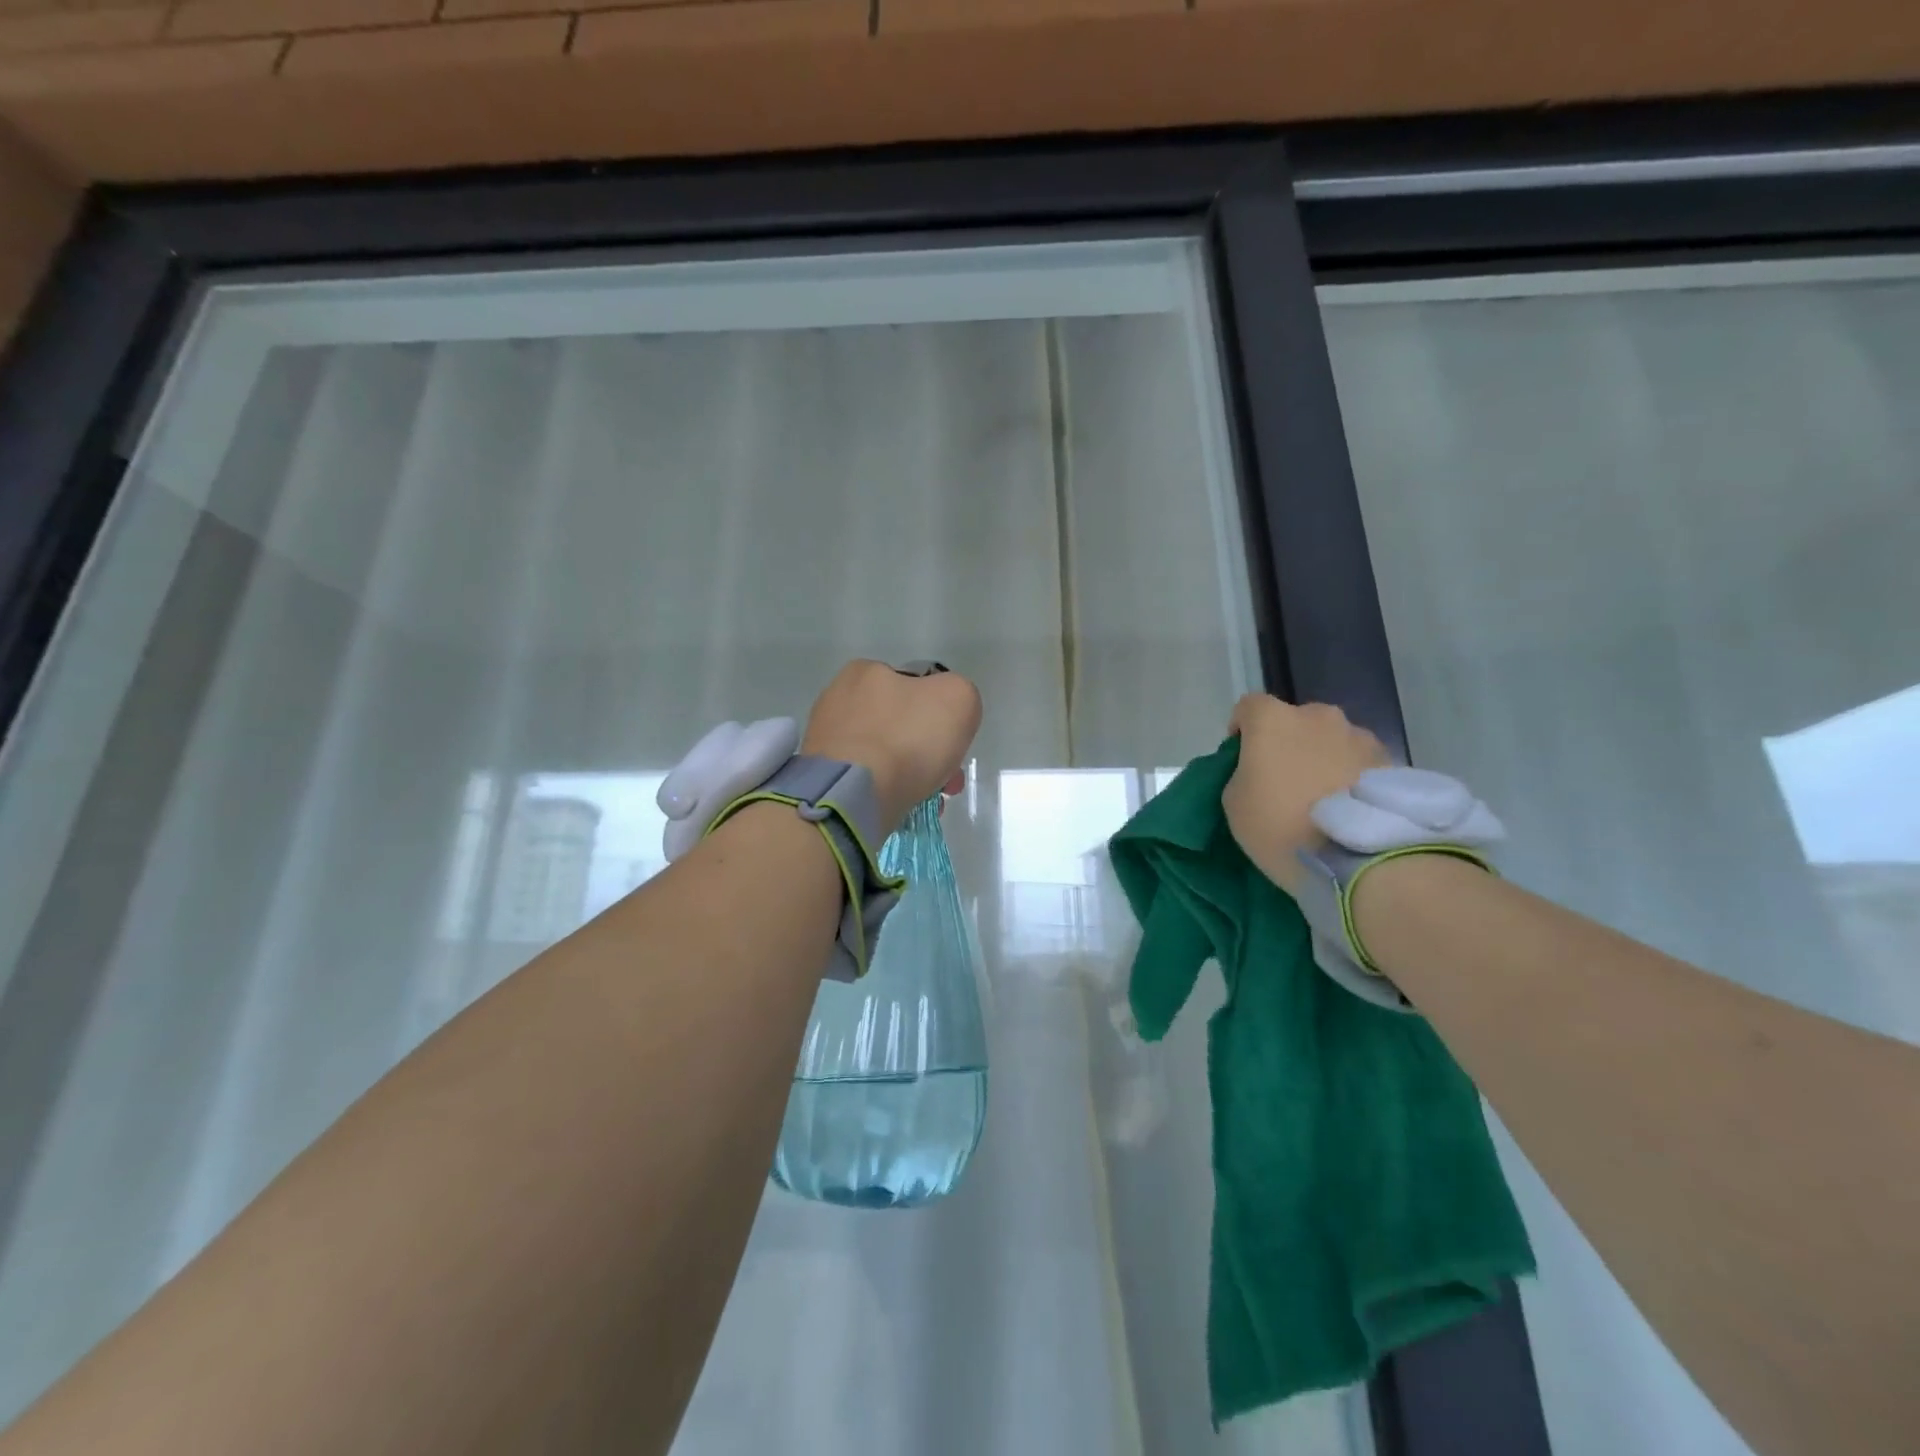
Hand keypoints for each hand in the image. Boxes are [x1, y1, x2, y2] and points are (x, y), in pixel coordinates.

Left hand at [802, 660, 982, 832]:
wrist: (853, 795)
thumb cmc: (908, 739)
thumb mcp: (959, 699)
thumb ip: (960, 694)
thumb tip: (945, 713)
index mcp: (866, 671)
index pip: (915, 688)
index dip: (941, 716)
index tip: (953, 745)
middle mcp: (838, 698)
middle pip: (899, 725)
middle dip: (926, 752)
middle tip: (946, 782)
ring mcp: (824, 739)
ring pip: (883, 754)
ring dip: (909, 774)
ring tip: (926, 801)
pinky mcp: (820, 775)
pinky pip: (863, 779)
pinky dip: (884, 791)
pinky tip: (899, 806)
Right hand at [1223, 695, 1389, 895]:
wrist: (1358, 859)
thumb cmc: (1280, 826)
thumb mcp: (1234, 803)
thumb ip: (1242, 773)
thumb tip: (1260, 770)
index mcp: (1273, 720)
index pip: (1249, 706)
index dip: (1242, 729)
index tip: (1242, 759)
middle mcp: (1318, 716)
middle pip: (1295, 721)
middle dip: (1287, 743)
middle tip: (1284, 781)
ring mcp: (1359, 736)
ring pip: (1330, 740)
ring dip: (1321, 759)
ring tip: (1322, 799)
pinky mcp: (1390, 761)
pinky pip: (1358, 762)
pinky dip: (1349, 776)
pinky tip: (1347, 808)